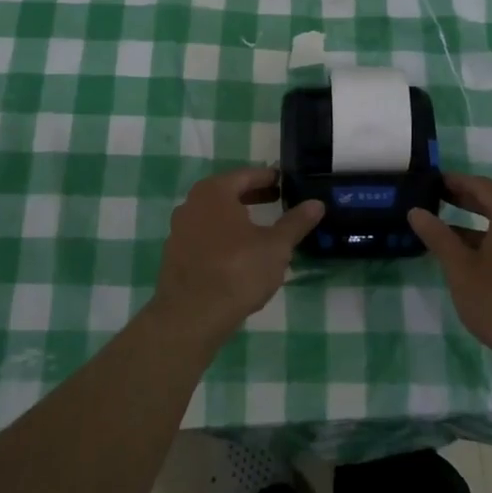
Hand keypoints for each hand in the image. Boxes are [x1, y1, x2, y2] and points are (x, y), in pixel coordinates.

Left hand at [150, 168, 324, 345]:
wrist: (191, 317)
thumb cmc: (238, 271)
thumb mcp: (276, 246)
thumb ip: (296, 222)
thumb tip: (317, 203)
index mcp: (214, 192)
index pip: (246, 175)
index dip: (268, 178)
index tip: (285, 181)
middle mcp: (191, 204)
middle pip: (228, 194)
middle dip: (253, 197)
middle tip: (278, 200)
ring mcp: (179, 231)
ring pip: (214, 216)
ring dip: (237, 219)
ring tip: (261, 229)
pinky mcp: (175, 256)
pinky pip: (204, 237)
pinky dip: (222, 238)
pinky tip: (239, 255)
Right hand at [409, 174, 491, 368]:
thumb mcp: (460, 268)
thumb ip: (438, 237)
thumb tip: (416, 211)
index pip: (482, 186)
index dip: (457, 182)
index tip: (435, 182)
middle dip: (467, 201)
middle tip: (439, 201)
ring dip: (478, 226)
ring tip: (450, 235)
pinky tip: (476, 263)